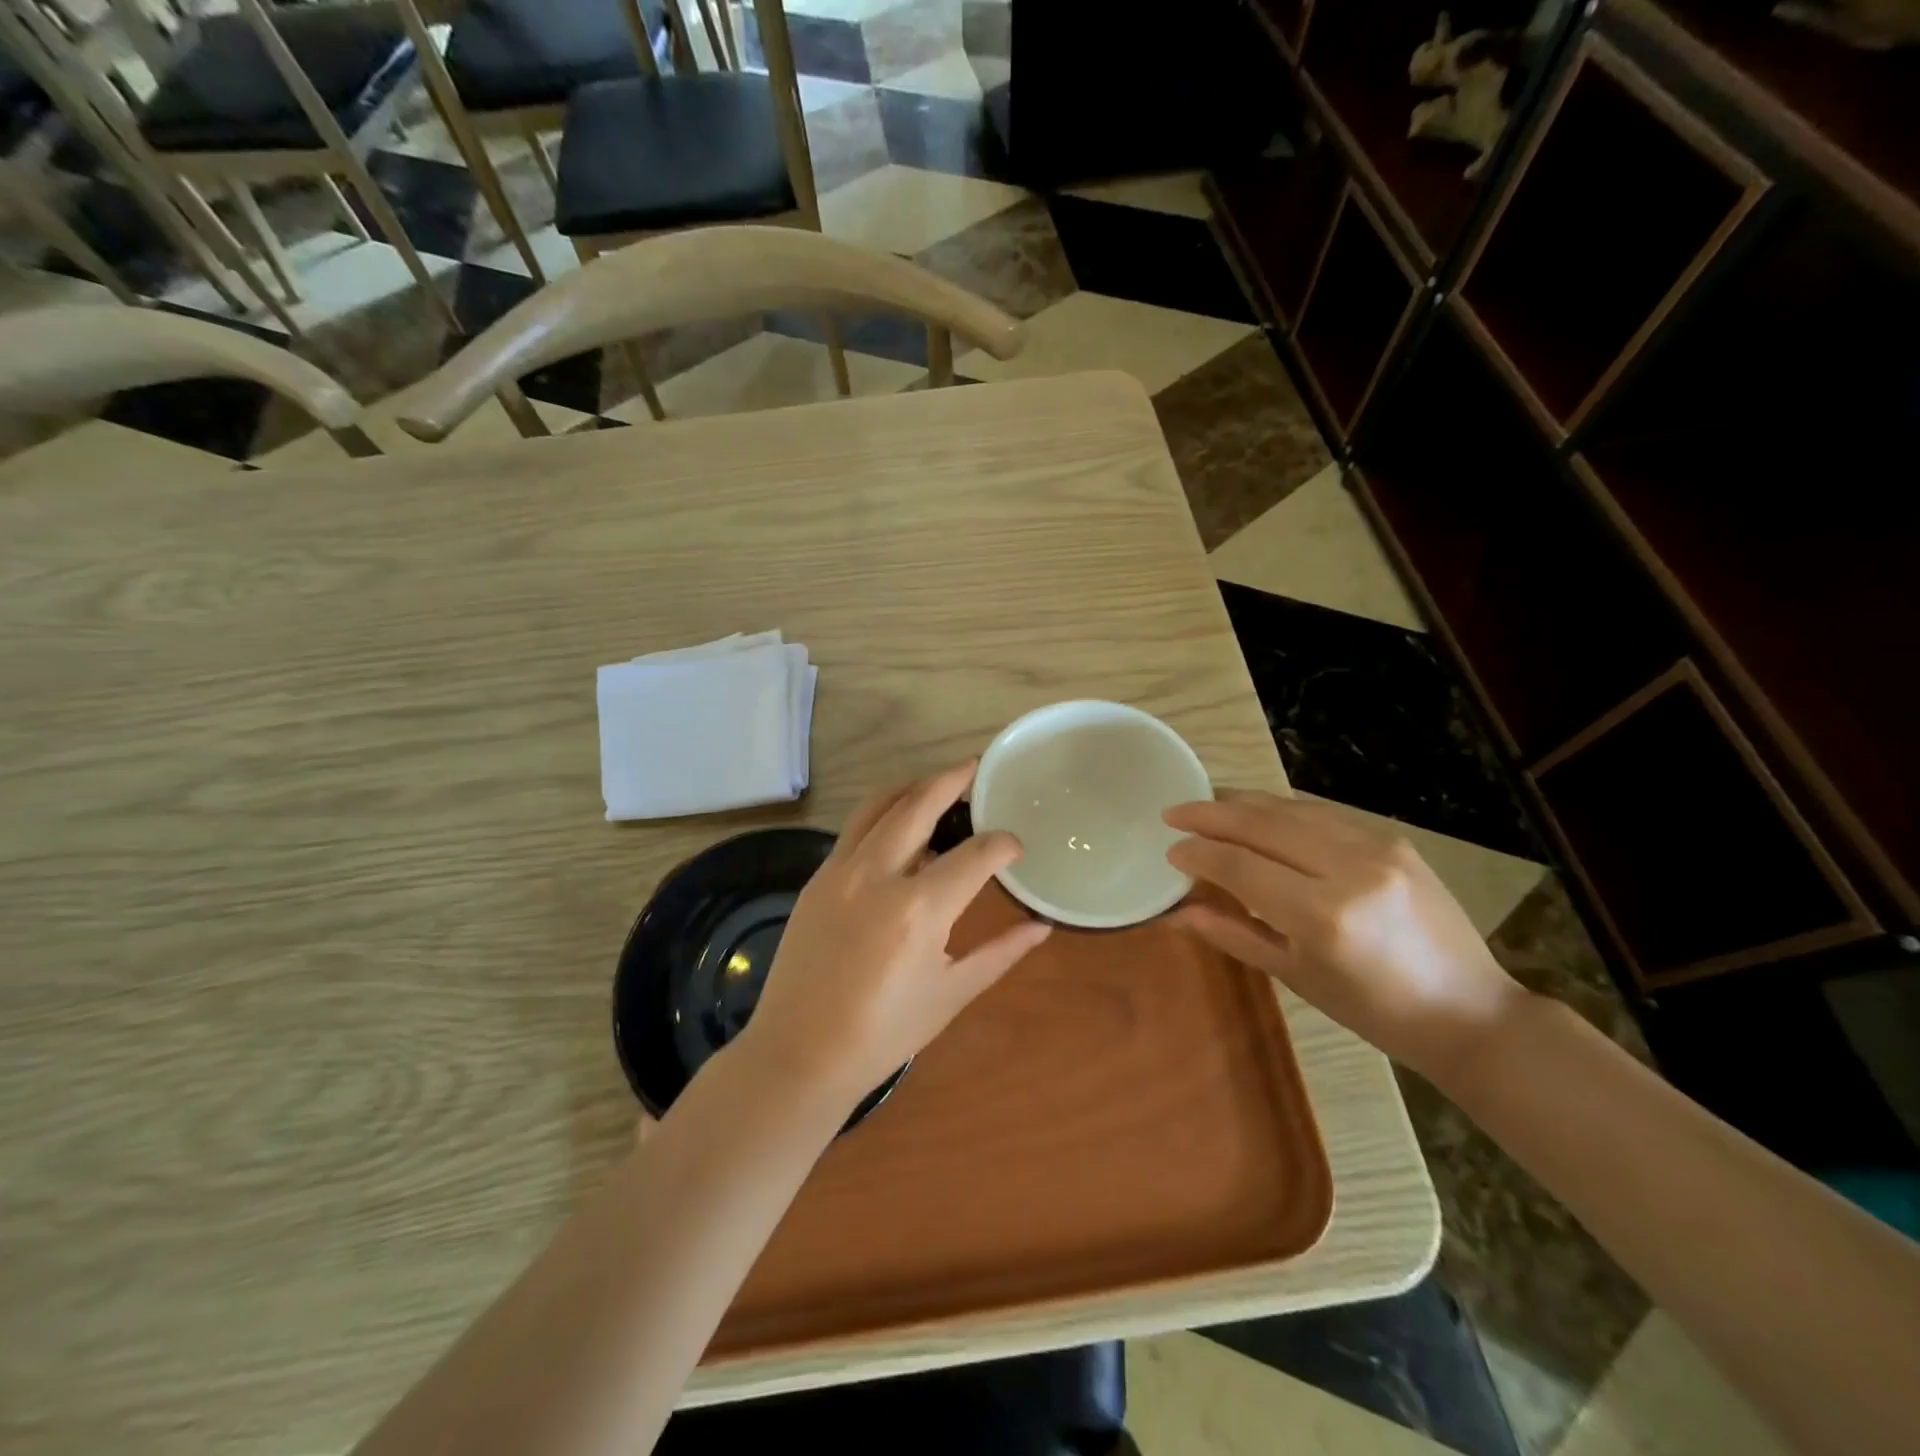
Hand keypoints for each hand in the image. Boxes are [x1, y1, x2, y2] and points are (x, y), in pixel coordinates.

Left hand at [740, 761, 1053, 1109]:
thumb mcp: (951, 994)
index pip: (976, 854)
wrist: (799, 1055)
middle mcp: (877, 875)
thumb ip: (1000, 952)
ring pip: (878, 806)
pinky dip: (882, 814)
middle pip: (919, 804)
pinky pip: (854, 830)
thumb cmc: (883, 1033)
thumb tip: (1042, 926)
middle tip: (974, 769)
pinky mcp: (816, 879)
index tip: (1016, 848)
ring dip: (912, 787)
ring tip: (936, 784)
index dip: (1004, 845)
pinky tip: (898, 827)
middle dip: (952, 780)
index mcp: (919, 909)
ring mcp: (840, 871)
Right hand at [1165, 793, 1528, 1080]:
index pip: (1241, 866)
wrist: (1468, 1010)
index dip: (1199, 854)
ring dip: (1243, 803)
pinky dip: (1281, 809)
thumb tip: (1178, 910)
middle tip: (1174, 812)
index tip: (1170, 849)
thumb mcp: (1296, 977)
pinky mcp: (1393, 838)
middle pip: (1262, 825)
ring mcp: (1377, 846)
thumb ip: (1233, 934)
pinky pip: (1322, 812)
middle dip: (1210, 814)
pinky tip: (1259, 812)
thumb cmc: (1374, 1011)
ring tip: (1207, 804)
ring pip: (1290, 808)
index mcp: (1323, 916)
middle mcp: (1349, 869)